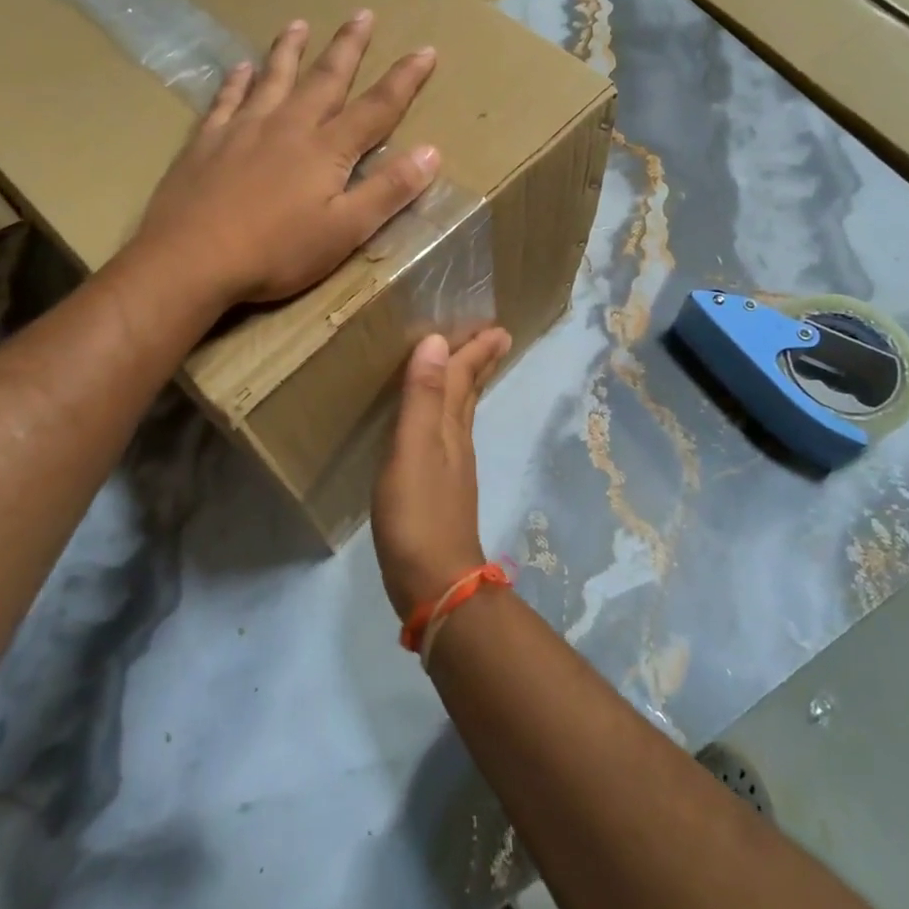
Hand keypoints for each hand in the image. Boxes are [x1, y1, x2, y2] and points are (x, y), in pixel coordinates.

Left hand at [136, 12, 440, 306]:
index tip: (426, 50)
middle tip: (362, 13)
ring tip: (298, 23)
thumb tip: (432, 151)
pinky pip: (226, 99)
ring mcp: (243, 129)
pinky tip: (240, 68)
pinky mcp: (207, 141)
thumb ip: (388, 191)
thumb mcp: (345, 231)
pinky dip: (236, 81)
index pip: (377, 107)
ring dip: (289, 50)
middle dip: (348, 46)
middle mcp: (288, 126)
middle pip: (325, 78)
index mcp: (326, 149)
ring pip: (273, 78)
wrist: (190, 260)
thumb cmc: (275, 252)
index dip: (405, 79)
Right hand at [372, 328, 512, 620]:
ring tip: (468, 369)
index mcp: (449, 427)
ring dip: (465, 387)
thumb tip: (436, 341)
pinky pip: (447, 437)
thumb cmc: (418, 513)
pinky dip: (447, 417)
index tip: (496, 327)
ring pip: (460, 414)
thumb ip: (420, 397)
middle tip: (495, 338)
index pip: (462, 377)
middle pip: (469, 393)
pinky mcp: (440, 491)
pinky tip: (439, 427)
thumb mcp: (412, 449)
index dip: (474, 351)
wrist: (435, 582)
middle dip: (479, 364)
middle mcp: (455, 441)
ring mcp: (451, 468)